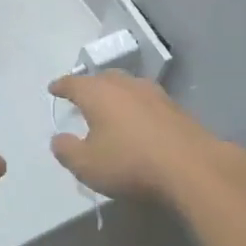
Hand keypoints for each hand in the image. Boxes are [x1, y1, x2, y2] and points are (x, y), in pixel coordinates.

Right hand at [49, 70, 227, 201]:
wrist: (191, 167)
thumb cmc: (130, 163)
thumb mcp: (87, 165)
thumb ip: (66, 150)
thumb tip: (58, 138)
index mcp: (98, 93)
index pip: (73, 83)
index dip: (61, 86)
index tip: (53, 88)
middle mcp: (125, 85)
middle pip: (102, 78)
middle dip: (90, 86)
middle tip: (82, 97)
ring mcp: (153, 94)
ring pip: (127, 87)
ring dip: (116, 94)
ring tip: (111, 107)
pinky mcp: (175, 108)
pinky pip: (146, 101)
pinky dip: (136, 107)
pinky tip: (138, 121)